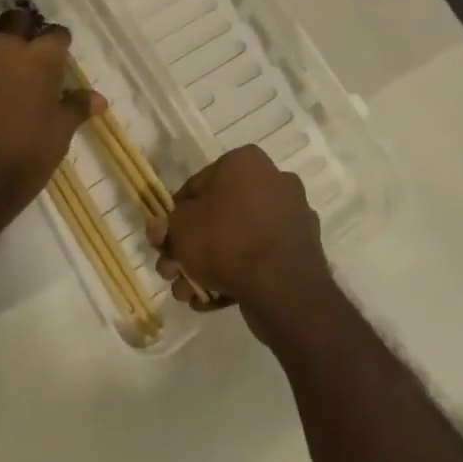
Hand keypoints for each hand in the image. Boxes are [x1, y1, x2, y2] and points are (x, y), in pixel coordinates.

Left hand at [0, 6, 101, 255]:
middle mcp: (4, 47)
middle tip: (28, 52)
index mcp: (39, 59)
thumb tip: (98, 98)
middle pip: (18, 18)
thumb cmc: (20, 162)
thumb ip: (75, 108)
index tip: (60, 58)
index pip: (57, 34)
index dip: (60, 45)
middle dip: (25, 29)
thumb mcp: (58, 137)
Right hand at [147, 145, 331, 336]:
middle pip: (218, 215)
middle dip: (191, 248)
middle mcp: (273, 181)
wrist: (284, 289)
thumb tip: (162, 229)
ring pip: (237, 240)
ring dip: (208, 266)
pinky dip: (236, 275)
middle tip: (172, 273)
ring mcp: (290, 217)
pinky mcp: (300, 250)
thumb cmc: (226, 241)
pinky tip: (213, 299)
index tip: (164, 243)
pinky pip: (259, 258)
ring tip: (188, 294)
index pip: (196, 186)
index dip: (174, 217)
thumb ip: (167, 226)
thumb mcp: (181, 228)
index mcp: (245, 162)